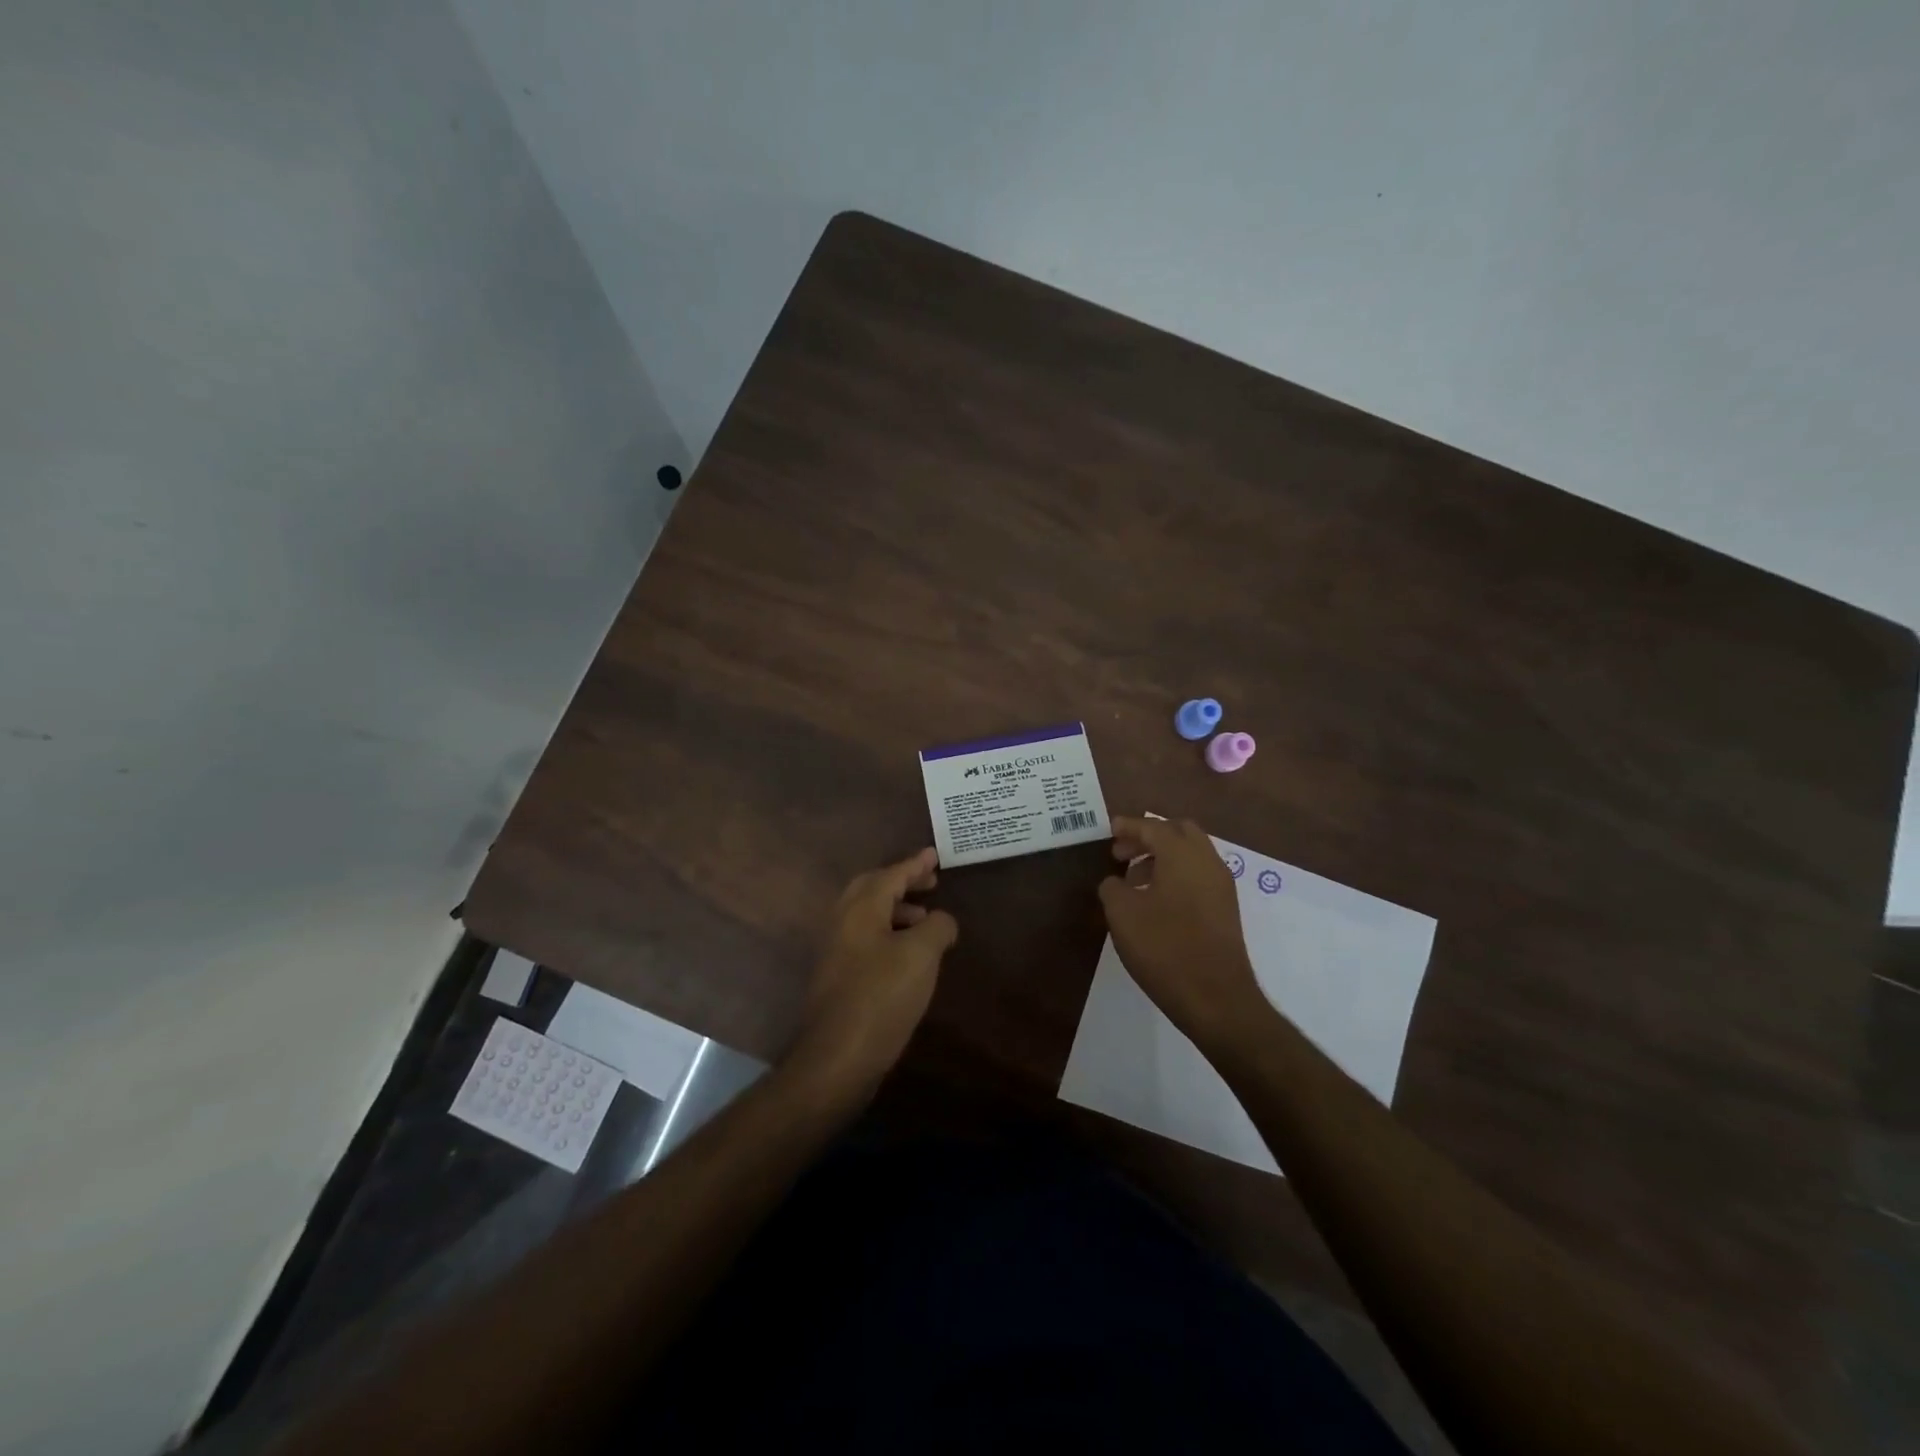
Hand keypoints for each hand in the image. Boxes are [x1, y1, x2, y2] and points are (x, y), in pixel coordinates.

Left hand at [792, 847, 957, 1093]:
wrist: (838, 1057)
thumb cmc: (882, 996)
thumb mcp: (921, 955)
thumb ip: (937, 927)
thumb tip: (941, 920)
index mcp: (860, 909)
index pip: (890, 875)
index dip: (915, 864)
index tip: (934, 855)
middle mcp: (842, 922)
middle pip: (872, 889)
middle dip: (902, 883)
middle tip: (930, 883)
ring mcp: (836, 951)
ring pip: (868, 916)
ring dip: (897, 910)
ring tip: (926, 921)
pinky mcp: (838, 977)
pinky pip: (866, 939)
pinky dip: (889, 934)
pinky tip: (909, 956)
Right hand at [1098, 815, 1267, 1049]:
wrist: (1216, 998)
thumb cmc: (1164, 947)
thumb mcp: (1122, 914)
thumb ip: (1113, 887)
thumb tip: (1116, 882)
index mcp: (1182, 854)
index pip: (1152, 827)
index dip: (1128, 826)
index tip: (1109, 829)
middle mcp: (1207, 861)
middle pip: (1179, 832)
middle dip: (1150, 836)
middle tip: (1122, 853)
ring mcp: (1222, 886)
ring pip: (1192, 854)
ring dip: (1163, 856)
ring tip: (1134, 879)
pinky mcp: (1226, 909)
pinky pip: (1199, 875)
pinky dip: (1177, 874)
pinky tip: (1156, 900)